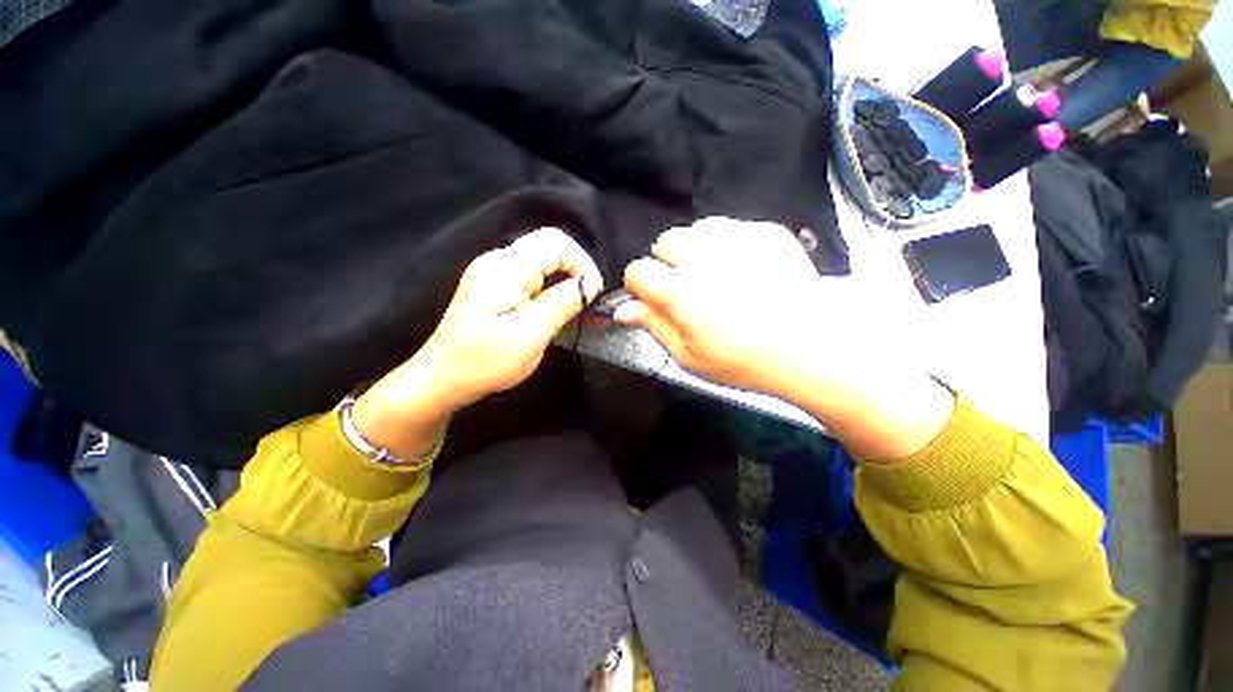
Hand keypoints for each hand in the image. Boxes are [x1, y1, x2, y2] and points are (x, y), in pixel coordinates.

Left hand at [353, 227, 602, 458]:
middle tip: (588, 305)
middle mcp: (499, 262)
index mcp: (505, 268)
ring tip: (576, 313)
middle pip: (550, 249)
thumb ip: (562, 303)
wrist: (441, 380)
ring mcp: (494, 274)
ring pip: (543, 265)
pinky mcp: (495, 289)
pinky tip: (555, 313)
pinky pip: (532, 279)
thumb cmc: (484, 361)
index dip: (582, 263)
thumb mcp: (530, 334)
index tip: (593, 294)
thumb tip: (590, 284)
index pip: (556, 242)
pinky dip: (550, 292)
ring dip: (564, 284)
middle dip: (576, 273)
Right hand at [614, 217, 952, 460]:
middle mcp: (701, 256)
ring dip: (698, 250)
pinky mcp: (765, 231)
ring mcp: (736, 238)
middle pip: (665, 242)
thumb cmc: (743, 360)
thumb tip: (623, 310)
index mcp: (679, 290)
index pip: (637, 271)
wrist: (812, 344)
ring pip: (697, 230)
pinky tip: (746, 269)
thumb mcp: (689, 356)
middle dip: (669, 263)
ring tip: (718, 275)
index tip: (655, 300)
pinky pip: (732, 228)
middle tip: (691, 288)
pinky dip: (730, 245)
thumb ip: (654, 326)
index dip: (641, 286)